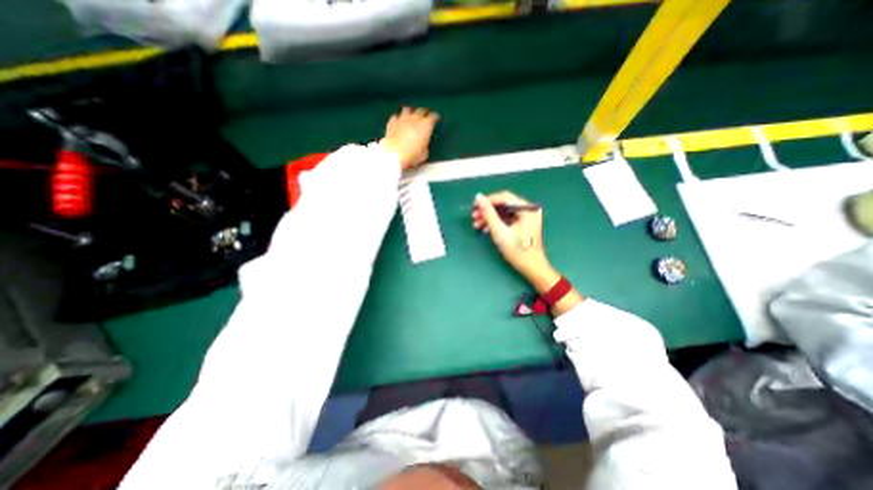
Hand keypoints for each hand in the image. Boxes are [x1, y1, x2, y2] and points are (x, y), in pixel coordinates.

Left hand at [382, 105, 440, 170]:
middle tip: (425, 116)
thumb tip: (423, 143)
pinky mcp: (392, 122)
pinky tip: (399, 121)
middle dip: (424, 112)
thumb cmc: (412, 156)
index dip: (435, 118)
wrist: (394, 156)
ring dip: (411, 112)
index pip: (433, 117)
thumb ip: (425, 144)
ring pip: (407, 109)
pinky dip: (398, 118)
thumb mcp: (425, 154)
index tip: (436, 119)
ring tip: (411, 115)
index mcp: (426, 126)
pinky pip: (396, 116)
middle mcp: (414, 119)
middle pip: (421, 110)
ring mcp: (402, 119)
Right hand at [470, 189, 558, 291]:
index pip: (505, 197)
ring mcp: (527, 217)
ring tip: (477, 225)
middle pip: (504, 204)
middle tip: (474, 216)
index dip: (488, 200)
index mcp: (527, 209)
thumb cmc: (518, 251)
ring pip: (504, 212)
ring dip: (490, 217)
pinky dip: (497, 223)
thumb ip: (488, 213)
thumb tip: (478, 197)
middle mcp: (529, 209)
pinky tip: (486, 229)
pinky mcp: (524, 224)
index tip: (474, 206)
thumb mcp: (500, 231)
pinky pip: (507, 218)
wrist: (531, 268)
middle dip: (487, 210)